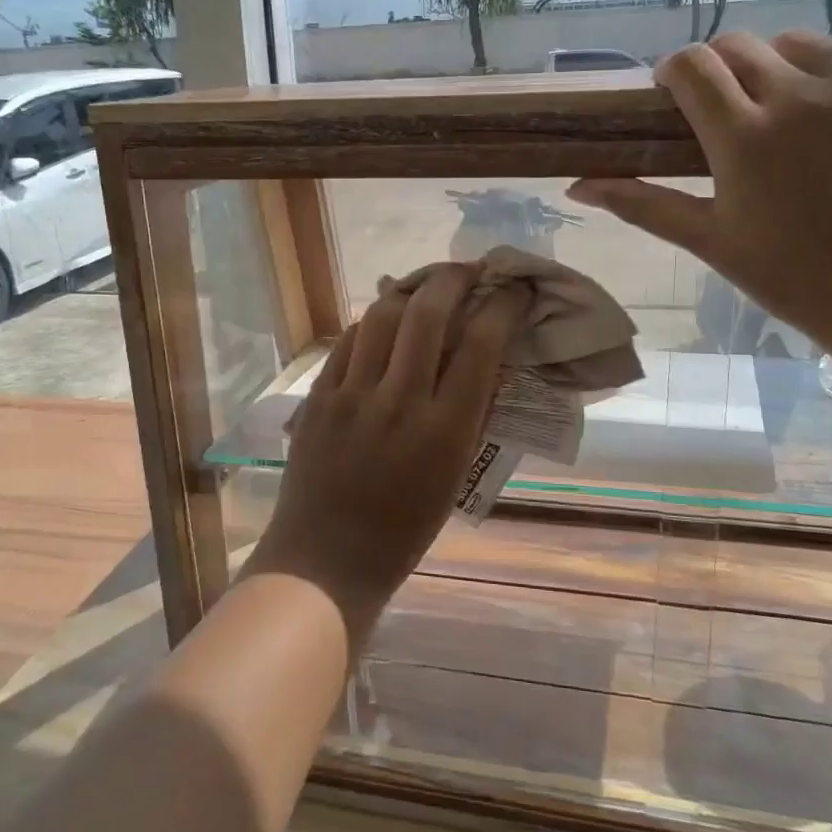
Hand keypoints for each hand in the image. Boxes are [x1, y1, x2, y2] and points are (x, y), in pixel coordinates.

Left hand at [246, 265, 528, 640]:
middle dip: (454, 279)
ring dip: (411, 291)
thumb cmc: (403, 530)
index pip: (480, 344)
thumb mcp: (454, 476)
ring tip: (426, 287)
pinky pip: (349, 340)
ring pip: (382, 315)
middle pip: (427, 313)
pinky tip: (385, 320)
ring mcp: (352, 395)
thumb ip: (471, 414)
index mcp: (445, 431)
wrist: (326, 559)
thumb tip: (485, 357)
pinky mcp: (319, 395)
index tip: (513, 290)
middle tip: (469, 272)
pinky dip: (373, 321)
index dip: (502, 305)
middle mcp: (399, 402)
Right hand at [568, 29, 831, 359]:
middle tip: (722, 106)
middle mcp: (798, 96)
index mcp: (742, 136)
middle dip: (718, 67)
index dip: (674, 71)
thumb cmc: (791, 276)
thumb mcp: (708, 240)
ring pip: (799, 41)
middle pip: (739, 46)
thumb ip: (641, 203)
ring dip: (775, 61)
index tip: (672, 93)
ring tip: (780, 101)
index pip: (693, 65)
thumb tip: (576, 186)